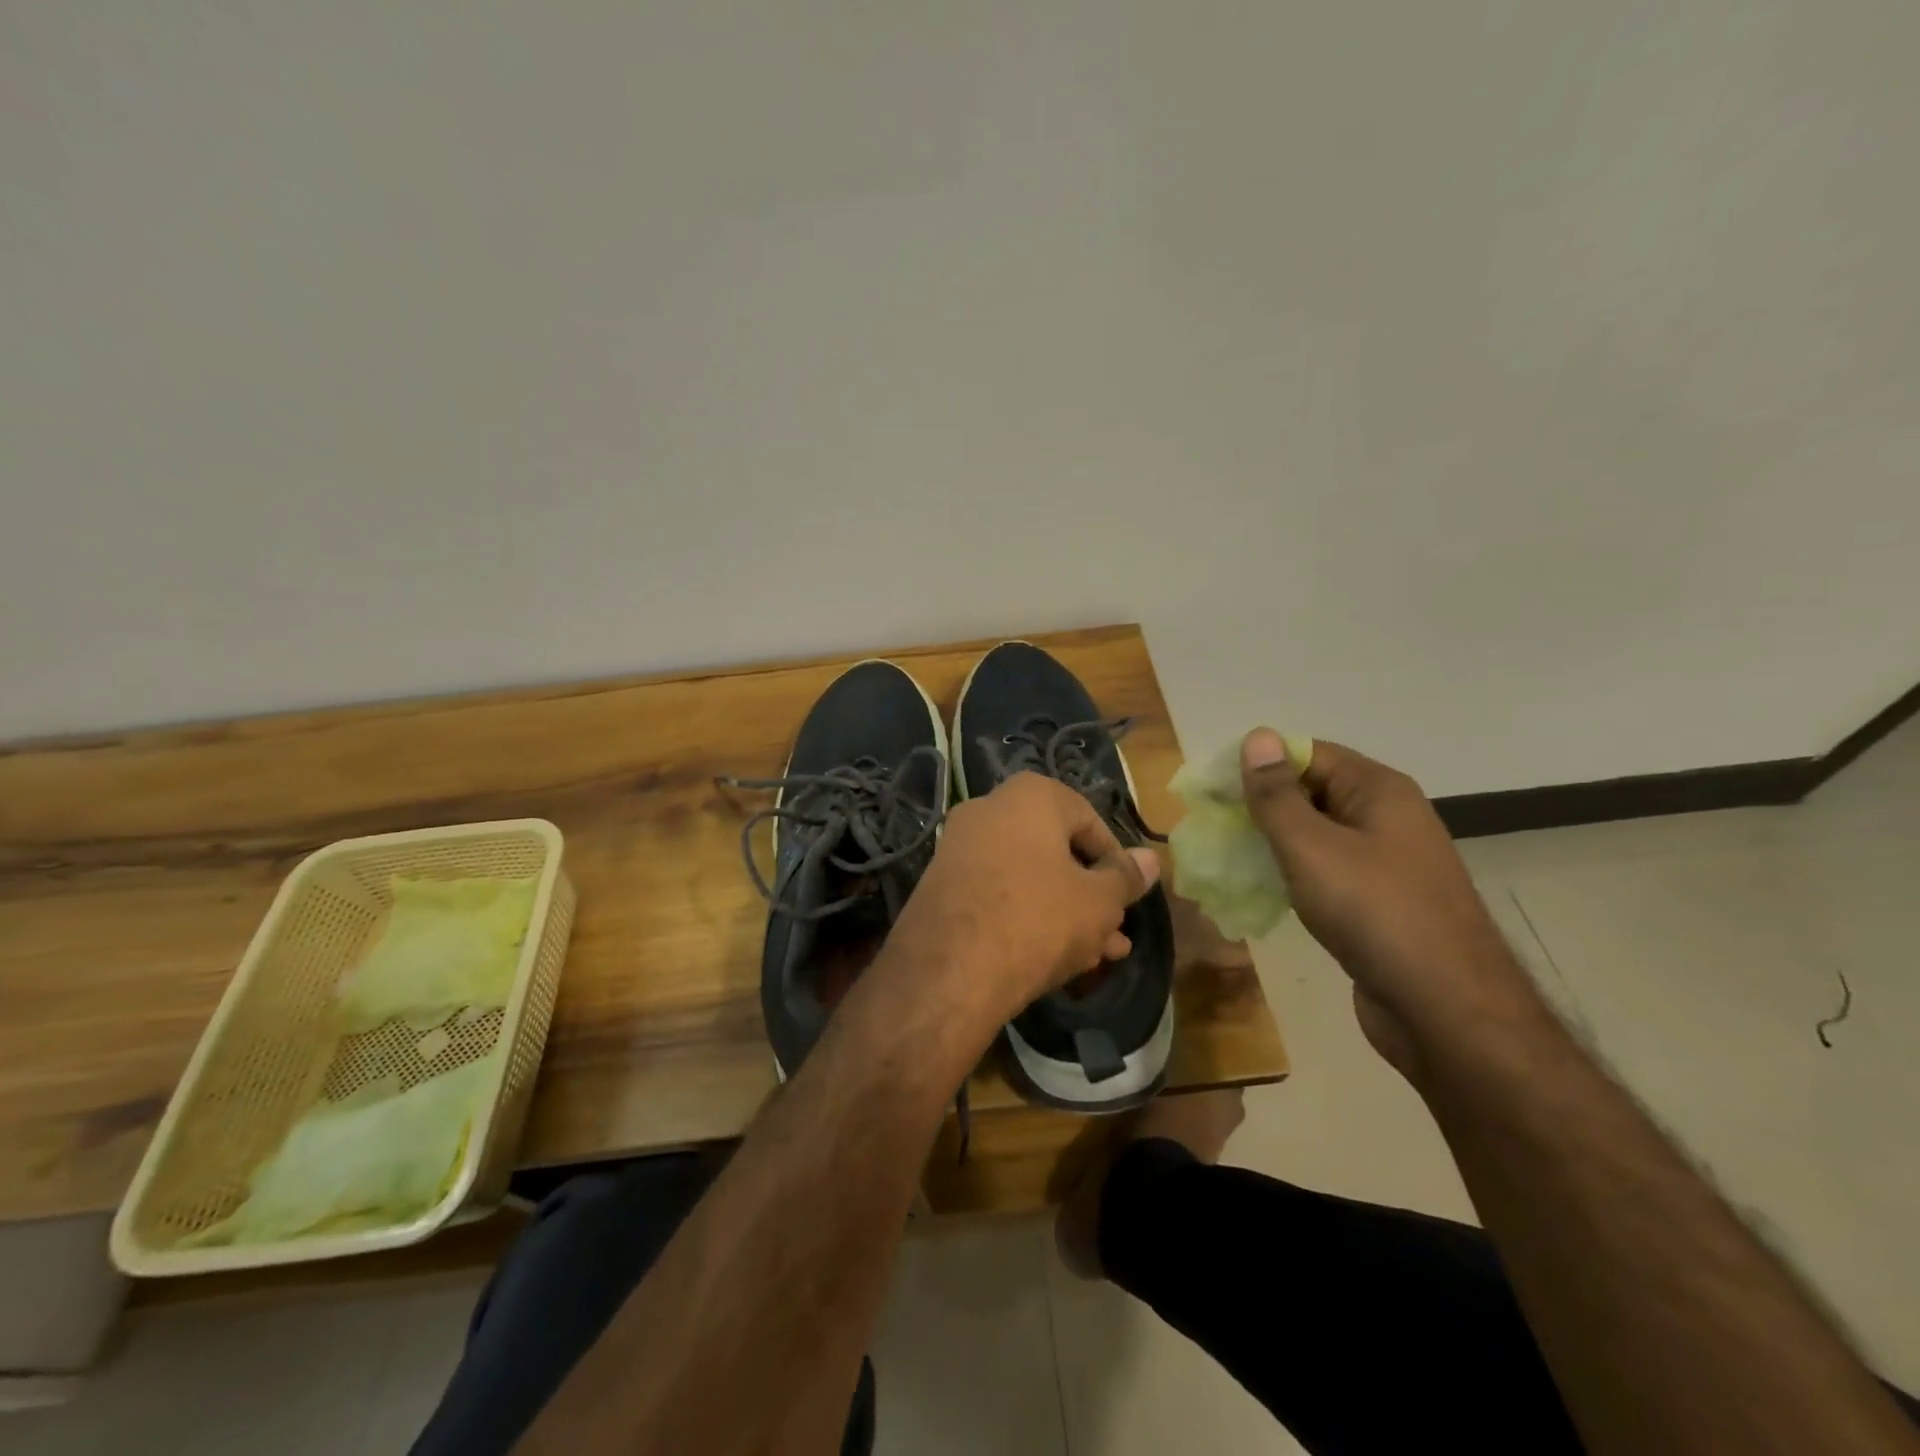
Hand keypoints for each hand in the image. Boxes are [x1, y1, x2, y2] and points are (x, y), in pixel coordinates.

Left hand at [885, 772, 1160, 1028]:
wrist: (949, 968)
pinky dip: (1027, 917)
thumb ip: (1125, 878)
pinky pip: (998, 894)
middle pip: (1057, 852)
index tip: (1127, 897)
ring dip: (1065, 913)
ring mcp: (960, 847)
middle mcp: (989, 808)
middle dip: (1091, 896)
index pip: (1089, 820)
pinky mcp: (941, 885)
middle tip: (1116, 933)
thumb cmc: (1038, 918)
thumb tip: (1150, 859)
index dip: (1115, 861)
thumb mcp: (1098, 902)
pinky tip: (1055, 959)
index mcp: (1030, 795)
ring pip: (1029, 878)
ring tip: (1098, 957)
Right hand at [1239, 729, 1541, 1077]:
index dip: (1259, 763)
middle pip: (1312, 792)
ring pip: (1316, 836)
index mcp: (1378, 791)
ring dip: (1273, 841)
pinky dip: (1292, 874)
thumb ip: (1277, 795)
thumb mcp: (1312, 847)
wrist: (1445, 1010)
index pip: (1309, 754)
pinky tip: (1261, 889)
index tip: (1211, 785)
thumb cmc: (1374, 912)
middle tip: (1211, 822)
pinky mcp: (1378, 903)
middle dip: (1261, 804)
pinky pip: (1326, 872)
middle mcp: (1386, 818)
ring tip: (1226, 854)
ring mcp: (1386, 863)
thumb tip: (1257, 736)